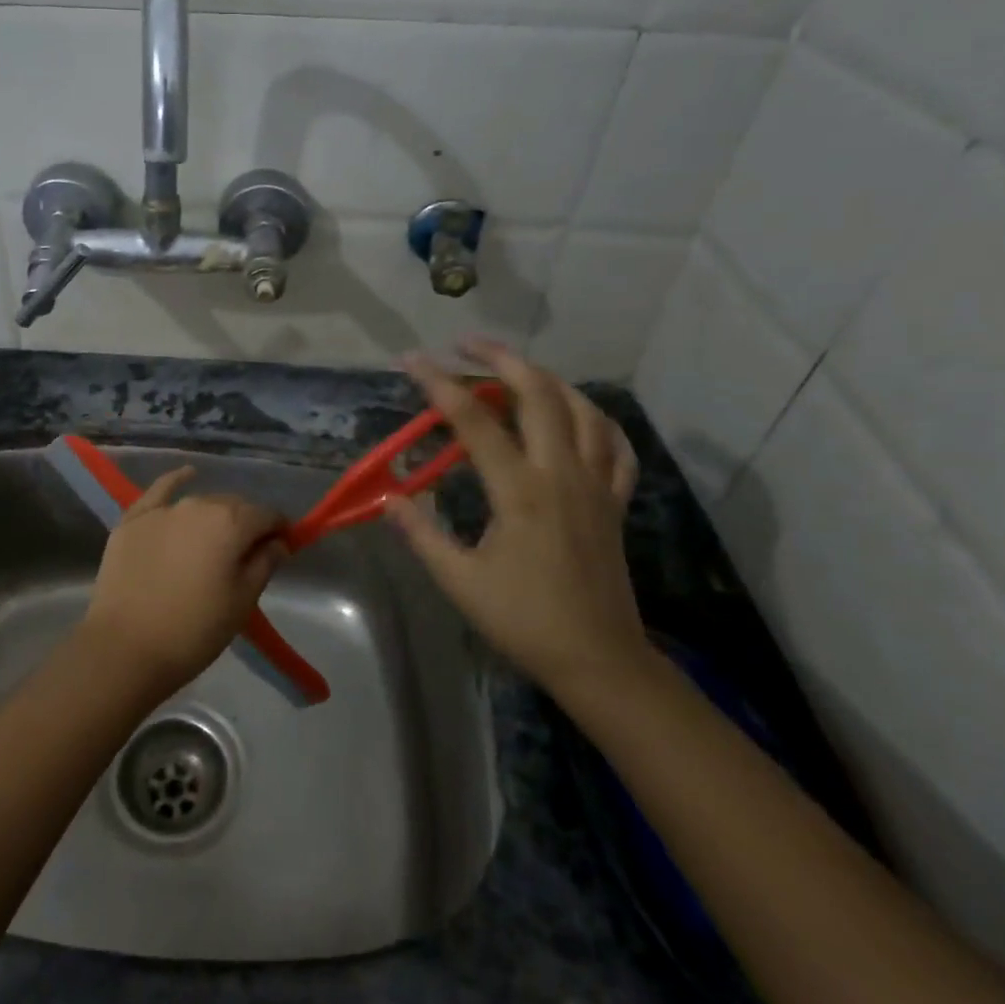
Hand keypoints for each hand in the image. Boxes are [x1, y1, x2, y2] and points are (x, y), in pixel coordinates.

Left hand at [83, 468, 288, 693]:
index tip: (282, 549)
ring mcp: (163, 510)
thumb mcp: (242, 602)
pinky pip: (160, 491)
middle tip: (247, 554)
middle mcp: (199, 505)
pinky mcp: (133, 520)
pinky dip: (176, 481)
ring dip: (215, 515)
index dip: (279, 530)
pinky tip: (187, 474)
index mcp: (232, 523)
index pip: (267, 515)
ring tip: (215, 540)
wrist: (125, 647)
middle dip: (246, 524)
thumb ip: (264, 564)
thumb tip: (278, 542)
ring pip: (200, 503)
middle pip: (234, 506)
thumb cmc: (194, 630)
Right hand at [384, 339, 652, 697]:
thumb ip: (421, 533)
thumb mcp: (460, 580)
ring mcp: (595, 484)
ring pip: (582, 409)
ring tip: (516, 370)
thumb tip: (389, 498)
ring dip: (547, 378)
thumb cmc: (524, 620)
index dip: (439, 383)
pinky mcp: (614, 501)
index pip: (473, 420)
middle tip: (466, 344)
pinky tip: (577, 415)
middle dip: (500, 358)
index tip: (411, 359)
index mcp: (520, 491)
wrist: (598, 659)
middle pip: (538, 393)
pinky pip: (615, 445)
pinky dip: (595, 419)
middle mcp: (561, 474)